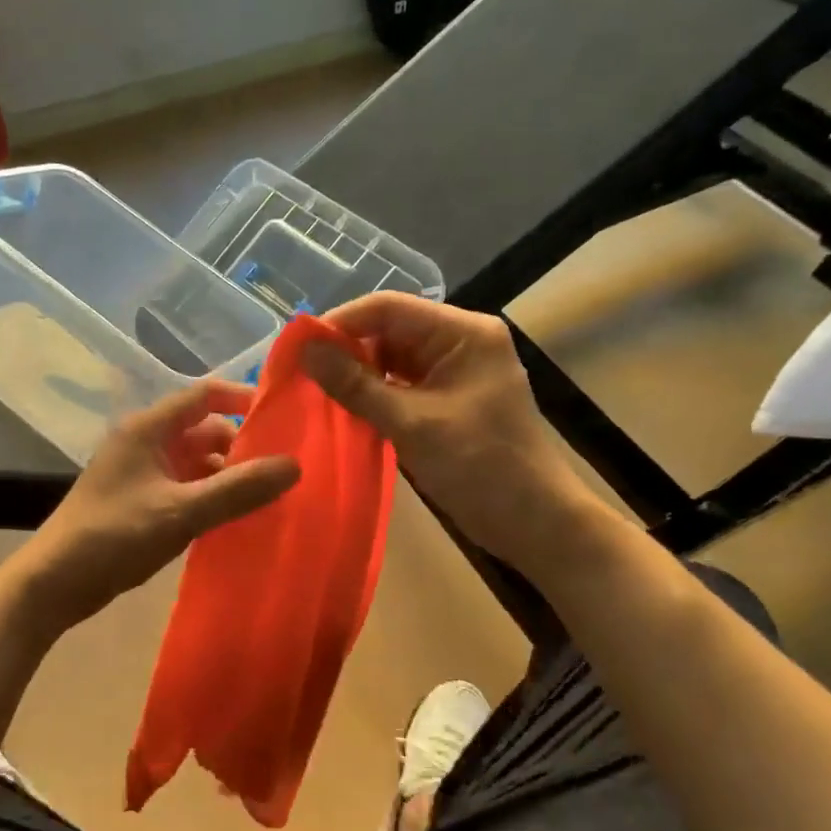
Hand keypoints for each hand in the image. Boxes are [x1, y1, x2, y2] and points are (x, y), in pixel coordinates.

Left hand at [20, 380, 300, 632]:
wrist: (54, 583)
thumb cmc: (114, 536)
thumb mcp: (181, 512)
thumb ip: (238, 489)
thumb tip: (294, 465)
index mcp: (149, 429)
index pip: (203, 395)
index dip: (242, 398)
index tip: (283, 415)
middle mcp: (145, 442)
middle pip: (204, 431)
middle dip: (241, 447)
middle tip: (283, 469)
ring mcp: (141, 473)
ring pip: (196, 463)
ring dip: (227, 476)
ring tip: (267, 498)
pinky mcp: (140, 502)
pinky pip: (185, 488)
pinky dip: (209, 497)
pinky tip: (234, 519)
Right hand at [300, 294, 590, 560]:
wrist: (533, 522)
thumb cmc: (480, 467)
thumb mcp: (411, 424)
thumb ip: (355, 385)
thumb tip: (304, 351)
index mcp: (463, 333)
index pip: (389, 308)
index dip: (340, 323)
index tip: (297, 348)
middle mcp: (460, 341)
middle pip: (389, 330)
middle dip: (346, 349)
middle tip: (301, 373)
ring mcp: (455, 371)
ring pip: (392, 358)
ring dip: (357, 373)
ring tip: (314, 390)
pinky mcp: (448, 398)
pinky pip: (402, 383)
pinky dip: (374, 394)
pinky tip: (344, 408)